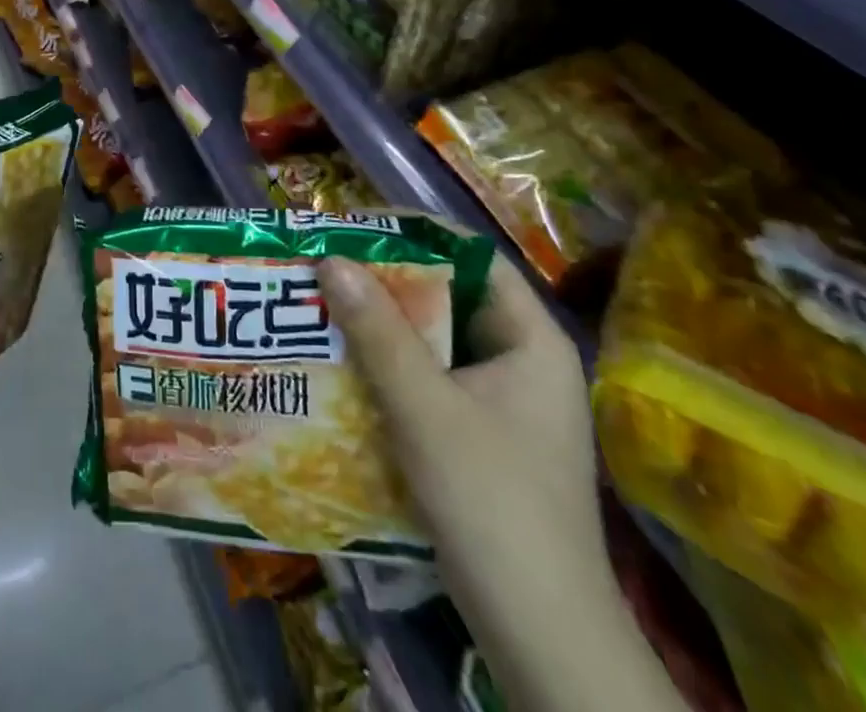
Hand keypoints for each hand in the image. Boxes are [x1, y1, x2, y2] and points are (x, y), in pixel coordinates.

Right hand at [317, 251, 608, 615]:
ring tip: (323, 307)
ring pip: (435, 342)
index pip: (472, 257)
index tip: (354, 227)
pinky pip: (430, 380)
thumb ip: (379, 332)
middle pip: (449, 297)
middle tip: (327, 267)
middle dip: (386, 281)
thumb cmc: (493, 504)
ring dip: (382, 326)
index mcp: (531, 340)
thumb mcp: (426, 409)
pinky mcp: (481, 438)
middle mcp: (522, 361)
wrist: (541, 639)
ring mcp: (504, 404)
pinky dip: (389, 367)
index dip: (414, 234)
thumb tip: (332, 259)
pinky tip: (344, 366)